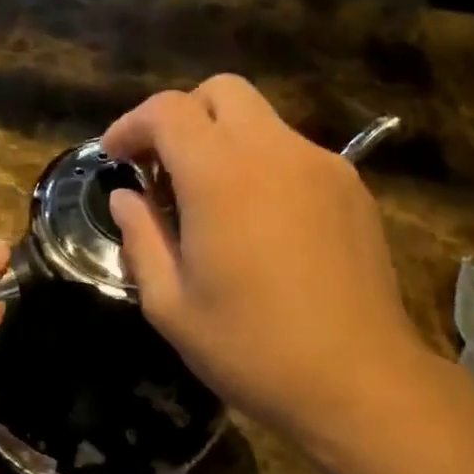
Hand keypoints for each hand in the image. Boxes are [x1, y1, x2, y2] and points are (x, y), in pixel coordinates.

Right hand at [103, 76, 441, 456]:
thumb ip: (141, 238)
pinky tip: (258, 222)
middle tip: (162, 170)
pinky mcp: (352, 188)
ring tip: (209, 202)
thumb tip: (126, 198)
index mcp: (221, 174)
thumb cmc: (250, 348)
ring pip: (262, 120)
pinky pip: (294, 153)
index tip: (116, 157)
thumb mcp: (170, 304)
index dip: (131, 125)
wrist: (358, 381)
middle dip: (181, 117)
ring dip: (223, 141)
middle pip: (221, 92)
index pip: (168, 110)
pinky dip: (262, 165)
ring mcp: (322, 165)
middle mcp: (275, 151)